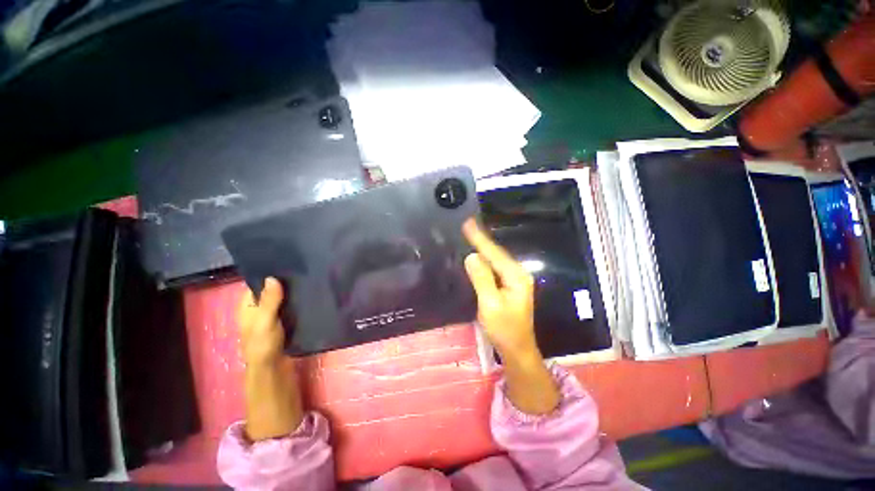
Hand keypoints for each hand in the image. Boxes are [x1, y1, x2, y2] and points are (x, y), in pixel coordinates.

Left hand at [237, 278, 303, 441]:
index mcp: (248, 307)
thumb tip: (273, 277)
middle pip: (270, 290)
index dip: (268, 274)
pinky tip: (309, 294)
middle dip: (283, 281)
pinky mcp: (285, 322)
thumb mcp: (264, 321)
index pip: (256, 284)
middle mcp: (259, 309)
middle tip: (303, 267)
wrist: (273, 369)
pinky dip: (297, 300)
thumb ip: (269, 301)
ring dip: (292, 290)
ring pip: (282, 298)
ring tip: (309, 277)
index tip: (286, 262)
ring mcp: (272, 316)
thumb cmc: (263, 345)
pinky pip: (290, 306)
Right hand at [462, 219, 538, 360]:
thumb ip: (482, 279)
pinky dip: (486, 260)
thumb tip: (472, 256)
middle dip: (482, 240)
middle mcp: (518, 274)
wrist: (517, 350)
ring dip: (483, 248)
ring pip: (496, 260)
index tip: (468, 223)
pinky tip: (478, 255)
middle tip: (467, 226)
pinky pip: (495, 268)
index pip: (494, 253)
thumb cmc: (504, 329)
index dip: (480, 238)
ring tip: (470, 236)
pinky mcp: (509, 286)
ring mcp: (515, 280)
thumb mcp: (490, 304)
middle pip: (497, 253)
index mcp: (515, 276)